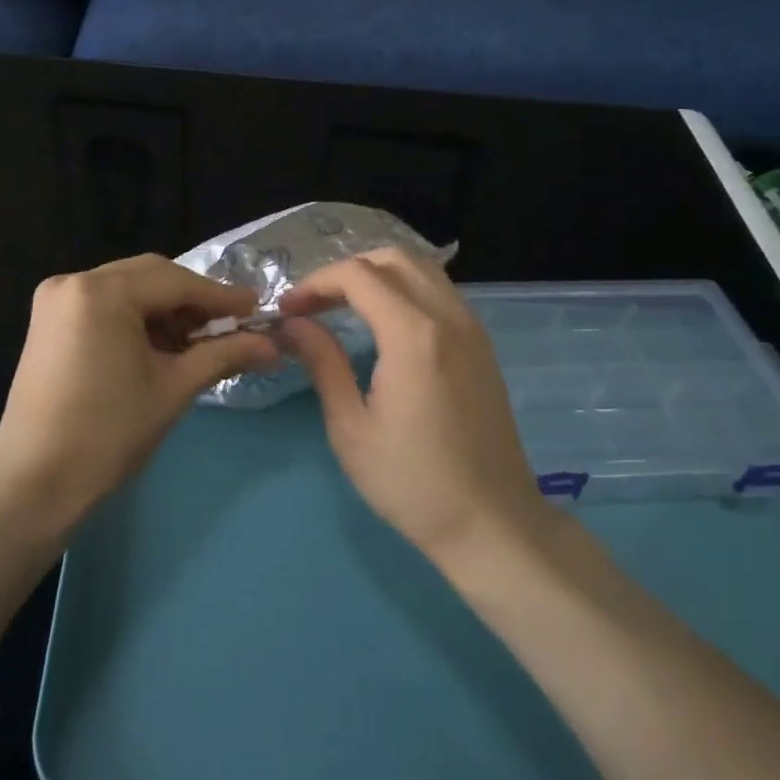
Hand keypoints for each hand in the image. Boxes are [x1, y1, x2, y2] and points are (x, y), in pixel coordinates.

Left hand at [0, 254, 279, 532]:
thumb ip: (224, 355)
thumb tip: (272, 345)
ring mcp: (56, 300)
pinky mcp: (48, 321)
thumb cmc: (108, 434)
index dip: (221, 296)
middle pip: (150, 277)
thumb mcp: (173, 388)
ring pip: (128, 289)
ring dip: (165, 309)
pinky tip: (161, 345)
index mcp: (101, 292)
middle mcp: (73, 281)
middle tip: (231, 325)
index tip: (257, 308)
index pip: (176, 281)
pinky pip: (105, 305)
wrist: (35, 482)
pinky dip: (136, 319)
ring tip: (198, 341)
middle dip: (192, 300)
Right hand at [279, 249, 552, 566]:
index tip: (288, 311)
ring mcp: (472, 328)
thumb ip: (322, 363)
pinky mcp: (482, 345)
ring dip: (378, 275)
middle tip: (314, 304)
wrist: (491, 521)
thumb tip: (292, 325)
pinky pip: (440, 292)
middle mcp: (448, 316)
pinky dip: (406, 289)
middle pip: (392, 258)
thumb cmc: (411, 481)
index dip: (315, 284)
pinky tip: (384, 322)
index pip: (356, 275)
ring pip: (422, 269)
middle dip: (346, 270)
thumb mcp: (351, 427)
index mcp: (413, 334)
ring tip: (343, 307)